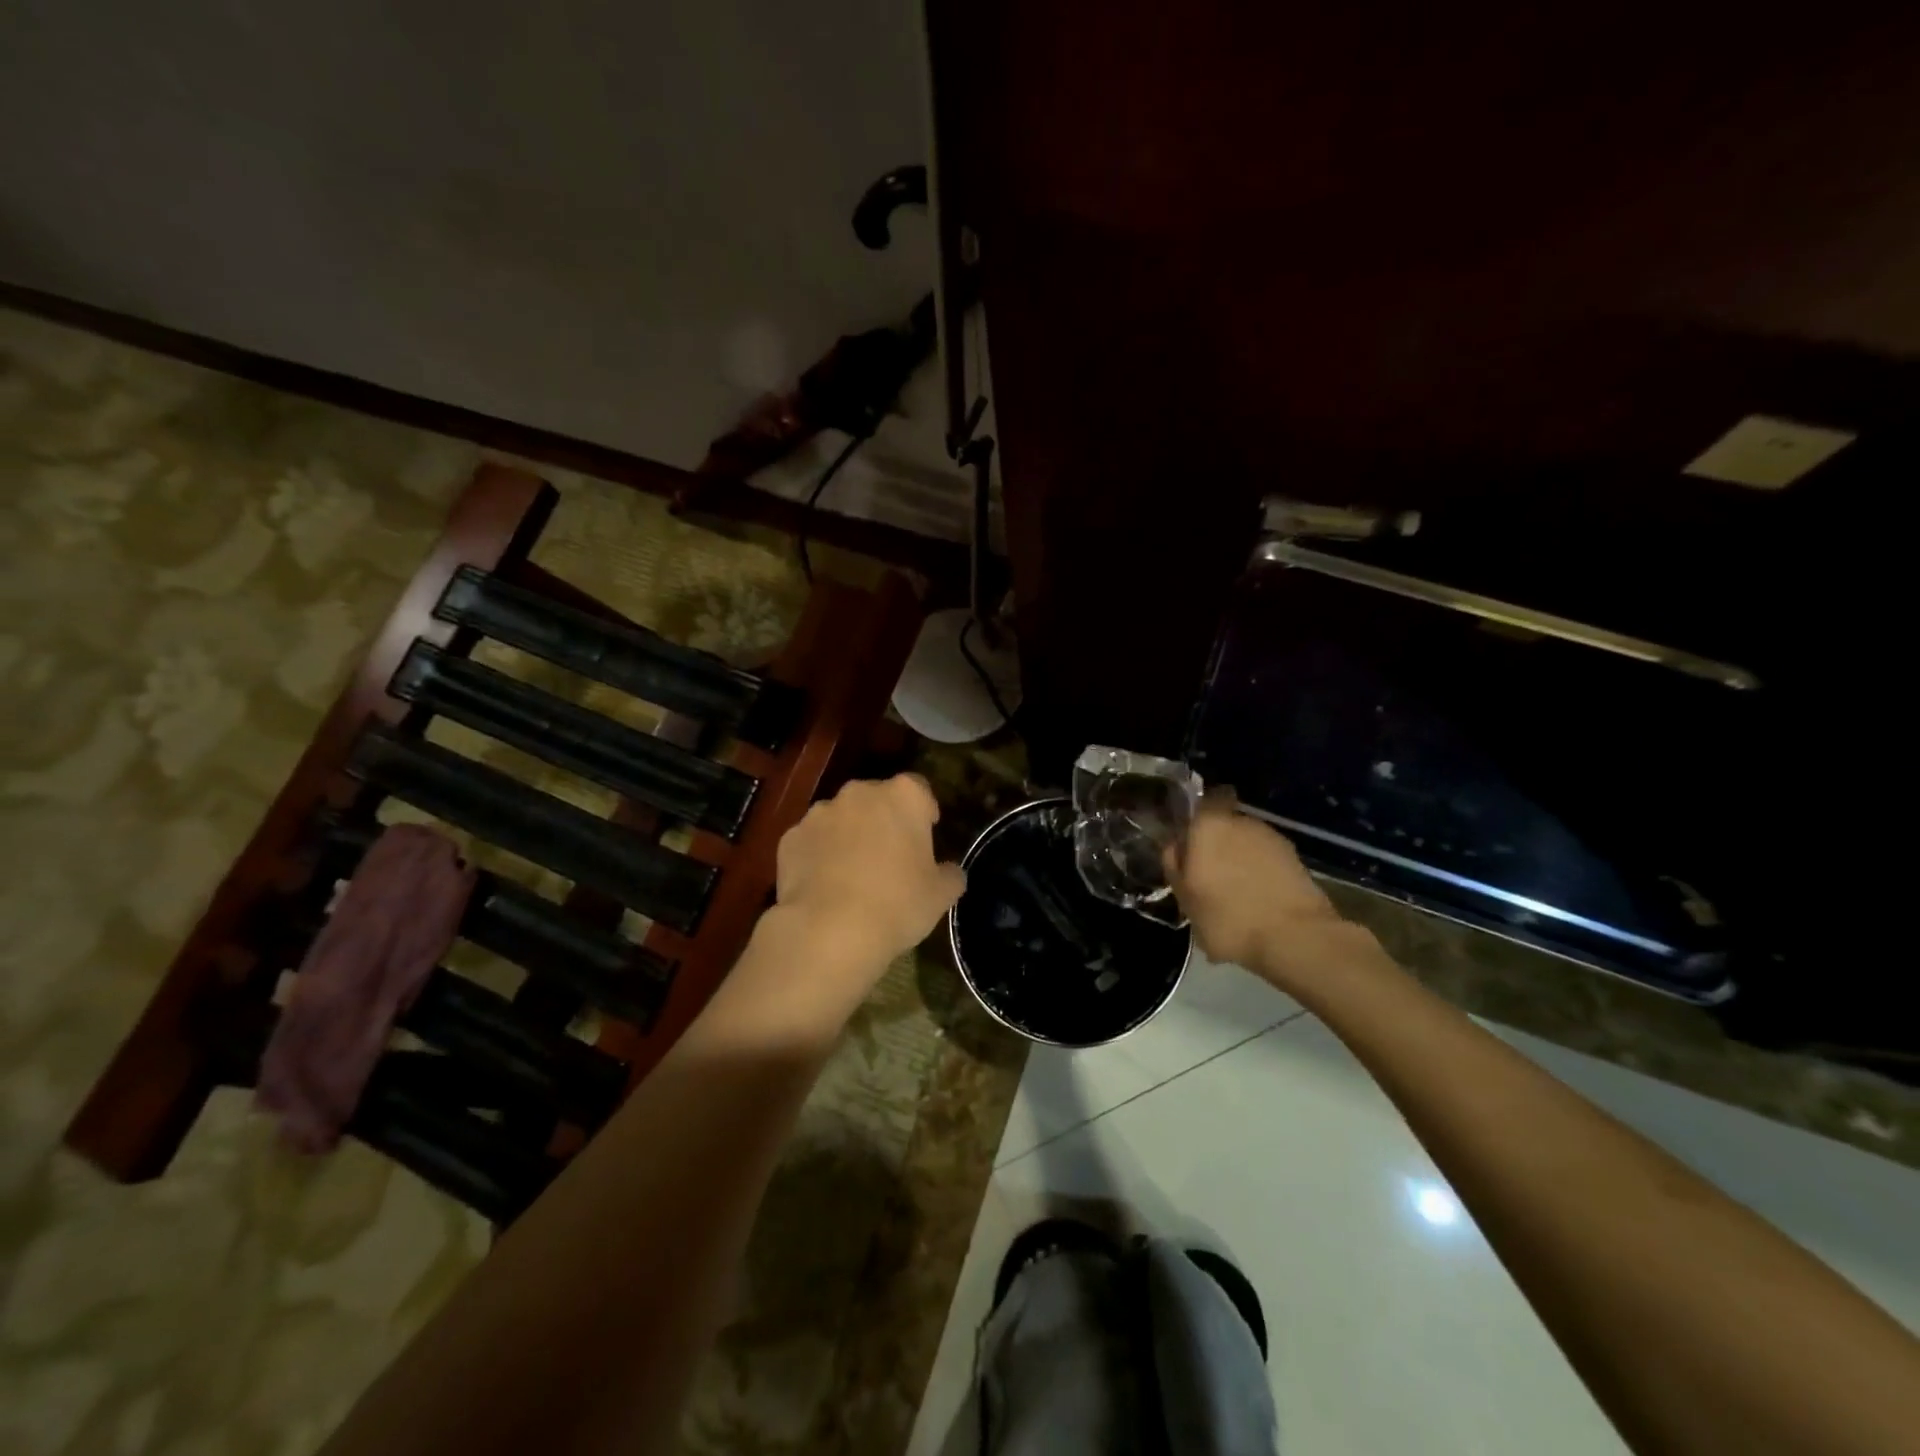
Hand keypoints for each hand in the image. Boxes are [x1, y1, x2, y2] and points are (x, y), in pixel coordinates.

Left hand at [771, 773, 966, 977]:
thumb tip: (949, 871)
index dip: (924, 810)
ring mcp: (819, 813)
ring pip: (841, 818)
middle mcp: (859, 793)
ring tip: (853, 874)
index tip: (926, 834)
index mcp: (902, 796)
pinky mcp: (790, 838)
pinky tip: (824, 886)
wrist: (828, 931)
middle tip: (891, 856)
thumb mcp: (940, 895)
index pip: (919, 789)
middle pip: (877, 799)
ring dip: (849, 835)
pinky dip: (818, 855)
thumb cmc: (897, 904)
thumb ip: (950, 874)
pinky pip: (812, 841)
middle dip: (884, 820)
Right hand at [1167, 788, 1348, 983]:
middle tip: (1209, 876)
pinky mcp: (1297, 860)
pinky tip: (1258, 904)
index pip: (1202, 802)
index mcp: (1209, 825)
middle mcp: (1242, 822)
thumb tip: (1175, 846)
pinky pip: (1268, 863)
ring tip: (1236, 895)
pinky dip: (1262, 876)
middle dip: (1218, 845)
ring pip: (1248, 845)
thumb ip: (1174, 866)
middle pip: (1224, 826)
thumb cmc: (1227, 917)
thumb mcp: (1184, 898)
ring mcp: (1273, 839)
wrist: (1296, 938)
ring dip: (1241, 862)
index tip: (1190, 842)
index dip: (1196, 819)